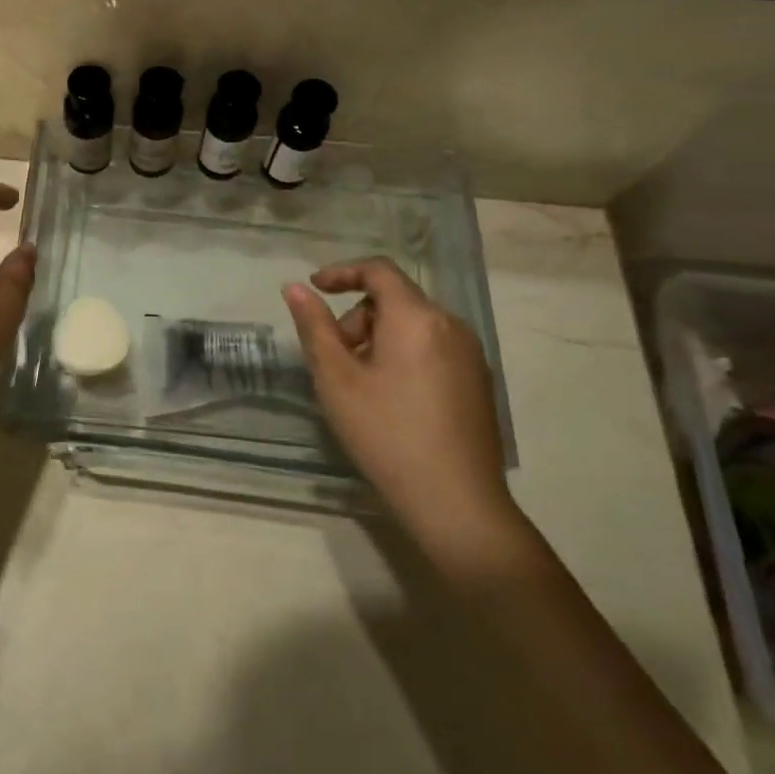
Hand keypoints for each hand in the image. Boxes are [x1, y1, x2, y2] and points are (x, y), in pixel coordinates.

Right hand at [283, 258, 512, 536]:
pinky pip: (433, 348)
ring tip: (359, 384)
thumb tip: (296, 288)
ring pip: (413, 325)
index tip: (314, 288)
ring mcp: (471, 355)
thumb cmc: (386, 434)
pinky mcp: (478, 381)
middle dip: (356, 317)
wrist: (456, 503)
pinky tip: (391, 399)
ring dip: (378, 338)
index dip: (342, 272)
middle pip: (395, 299)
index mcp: (416, 318)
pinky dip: (404, 355)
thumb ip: (314, 326)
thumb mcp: (336, 379)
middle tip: (335, 358)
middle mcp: (450, 325)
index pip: (378, 270)